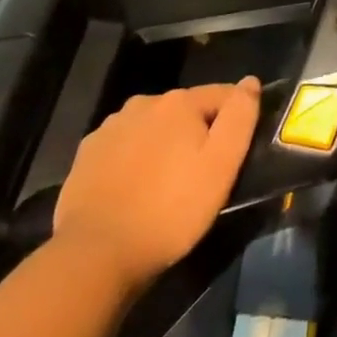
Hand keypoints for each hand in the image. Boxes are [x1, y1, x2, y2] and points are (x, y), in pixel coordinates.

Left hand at [54, 79, 260, 280]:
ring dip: (165, 144)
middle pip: (186, 110)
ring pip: (153, 127)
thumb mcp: (222, 165)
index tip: (238, 151)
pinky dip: (135, 159)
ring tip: (168, 183)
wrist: (96, 254)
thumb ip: (240, 117)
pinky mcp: (86, 154)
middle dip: (198, 132)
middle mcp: (143, 103)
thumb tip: (250, 81)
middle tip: (203, 173)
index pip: (223, 94)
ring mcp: (110, 128)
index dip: (236, 119)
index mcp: (179, 102)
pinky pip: (124, 147)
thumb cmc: (170, 209)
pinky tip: (135, 189)